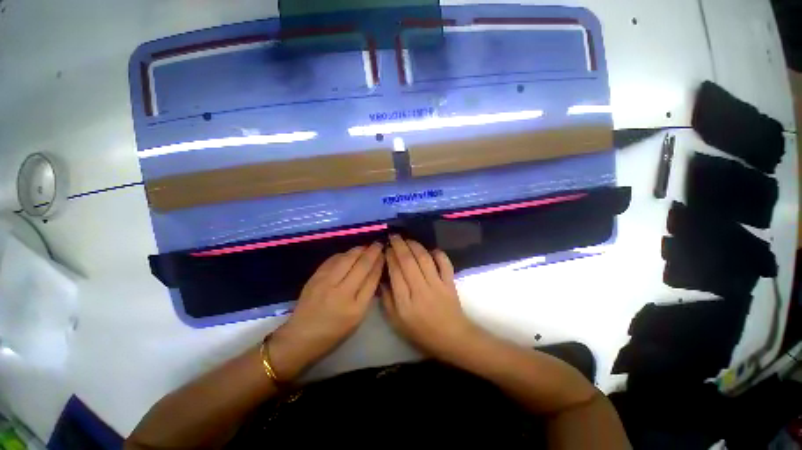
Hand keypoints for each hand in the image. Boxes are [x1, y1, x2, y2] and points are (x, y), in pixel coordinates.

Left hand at [269, 243, 384, 379]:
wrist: (301, 336)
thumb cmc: (334, 331)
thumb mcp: (357, 319)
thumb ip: (367, 295)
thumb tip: (375, 271)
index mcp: (356, 308)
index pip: (372, 278)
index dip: (380, 263)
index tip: (384, 254)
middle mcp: (342, 293)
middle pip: (362, 265)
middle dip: (372, 251)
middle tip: (378, 243)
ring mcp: (326, 283)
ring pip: (347, 258)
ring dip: (359, 249)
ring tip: (366, 246)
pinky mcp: (315, 278)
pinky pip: (333, 259)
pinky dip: (344, 254)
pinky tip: (349, 253)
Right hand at [381, 235, 478, 360]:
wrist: (451, 338)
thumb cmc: (421, 333)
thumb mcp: (397, 323)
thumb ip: (386, 301)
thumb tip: (382, 279)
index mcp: (405, 302)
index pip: (395, 272)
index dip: (390, 257)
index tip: (386, 248)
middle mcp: (421, 290)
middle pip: (408, 262)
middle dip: (399, 245)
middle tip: (393, 236)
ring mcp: (437, 285)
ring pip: (424, 259)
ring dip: (415, 246)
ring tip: (407, 239)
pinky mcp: (450, 283)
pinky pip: (445, 264)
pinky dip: (439, 254)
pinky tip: (431, 249)